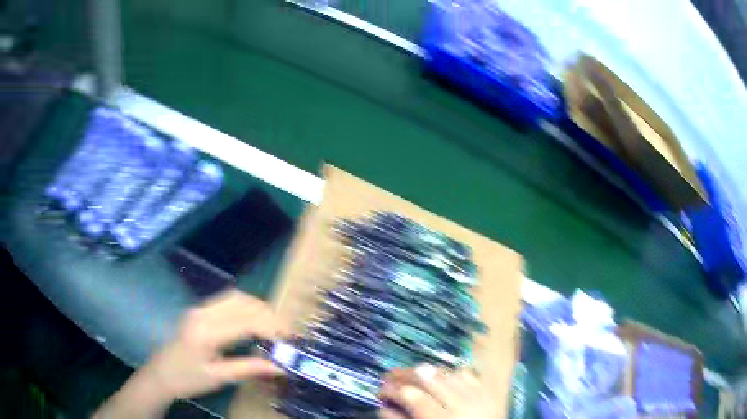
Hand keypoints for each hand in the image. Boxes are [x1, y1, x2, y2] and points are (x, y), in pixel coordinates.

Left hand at [94, 290, 288, 417]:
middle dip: (268, 314)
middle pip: (241, 302)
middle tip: (286, 332)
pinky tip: (254, 320)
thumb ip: (249, 368)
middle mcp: (202, 313)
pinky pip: (227, 300)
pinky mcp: (199, 310)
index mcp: (205, 332)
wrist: (160, 374)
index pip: (245, 321)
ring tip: (274, 325)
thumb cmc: (187, 379)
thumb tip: (280, 367)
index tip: (290, 339)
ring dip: (258, 307)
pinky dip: (246, 307)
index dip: (271, 328)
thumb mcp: (219, 377)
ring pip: (235, 297)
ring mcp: (199, 308)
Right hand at [378, 364, 497, 418]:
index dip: (391, 390)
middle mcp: (462, 402)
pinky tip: (441, 377)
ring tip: (412, 377)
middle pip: (427, 377)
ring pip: (446, 371)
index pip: (410, 395)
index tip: (379, 391)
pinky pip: (467, 373)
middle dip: (404, 374)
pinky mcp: (489, 390)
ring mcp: (478, 393)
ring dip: (426, 372)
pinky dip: (450, 373)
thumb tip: (383, 406)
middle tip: (390, 378)